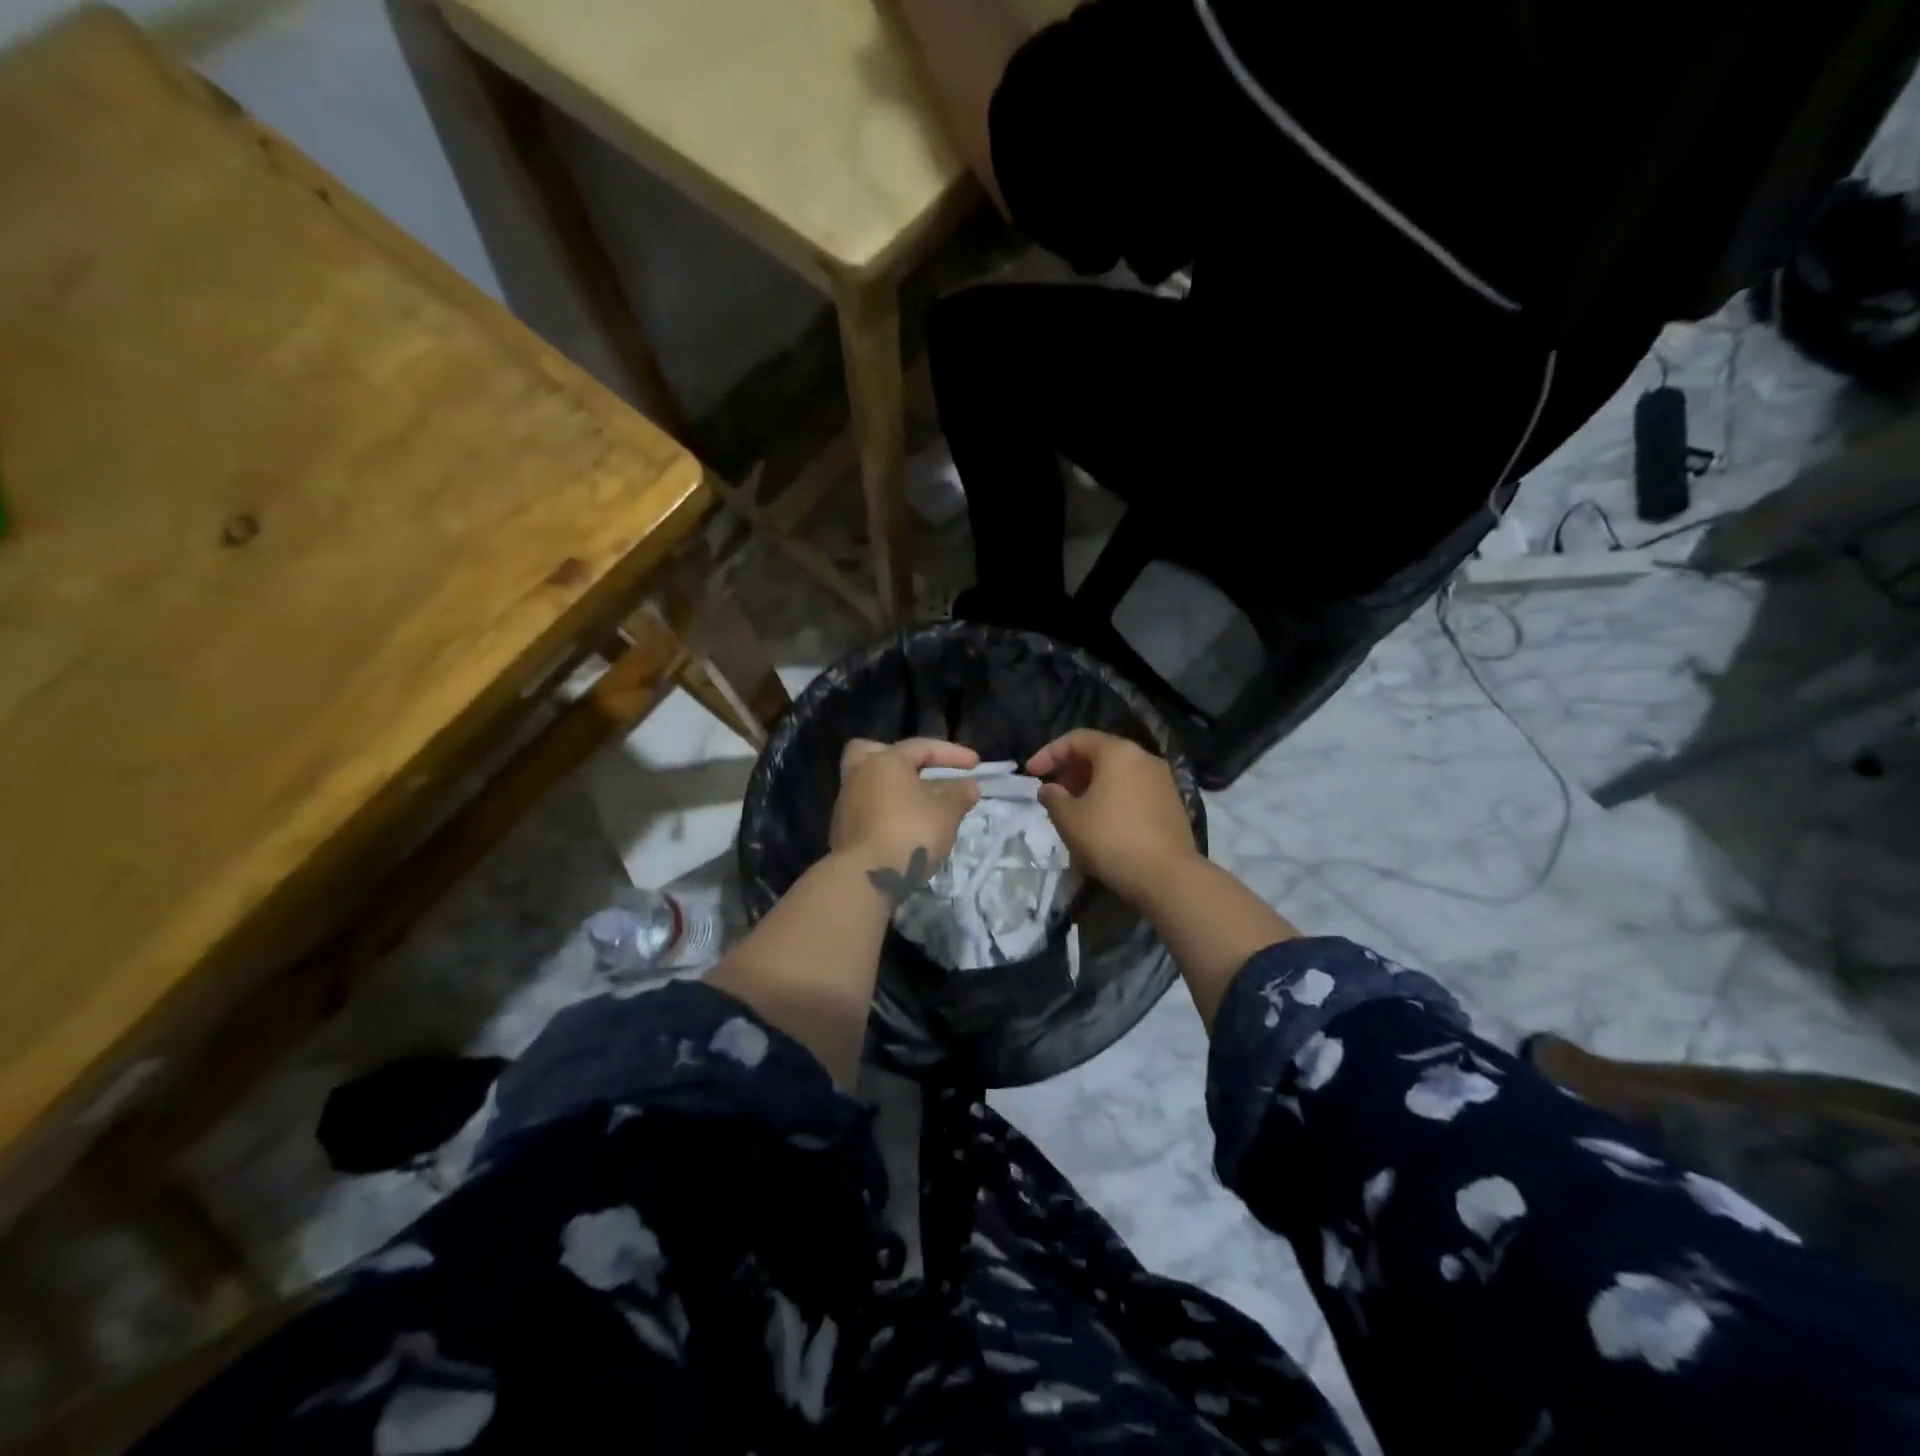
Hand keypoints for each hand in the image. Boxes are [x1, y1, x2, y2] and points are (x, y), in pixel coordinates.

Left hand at [830, 738, 981, 900]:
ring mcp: (846, 803)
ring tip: (918, 805)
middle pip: (874, 752)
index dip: (952, 754)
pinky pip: (866, 808)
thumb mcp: (946, 813)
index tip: (976, 765)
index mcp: (885, 761)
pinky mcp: (841, 830)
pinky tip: (902, 826)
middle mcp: (859, 774)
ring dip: (892, 789)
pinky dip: (884, 811)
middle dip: (898, 759)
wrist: (866, 877)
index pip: (922, 747)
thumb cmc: (910, 833)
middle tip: (920, 771)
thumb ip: (960, 795)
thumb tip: (968, 785)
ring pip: (869, 783)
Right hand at [1027, 730, 1197, 900]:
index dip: (1049, 753)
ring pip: (1118, 773)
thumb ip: (1053, 797)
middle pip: (1100, 753)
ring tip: (1074, 810)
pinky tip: (1101, 822)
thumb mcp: (1069, 819)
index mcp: (1117, 752)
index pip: (1077, 739)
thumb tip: (1049, 789)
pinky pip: (1133, 790)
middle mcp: (1144, 757)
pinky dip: (1112, 797)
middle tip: (1053, 793)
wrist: (1166, 876)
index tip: (1030, 773)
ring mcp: (1162, 780)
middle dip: (1071, 770)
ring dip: (1091, 785)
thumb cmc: (1110, 839)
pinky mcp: (1172, 803)